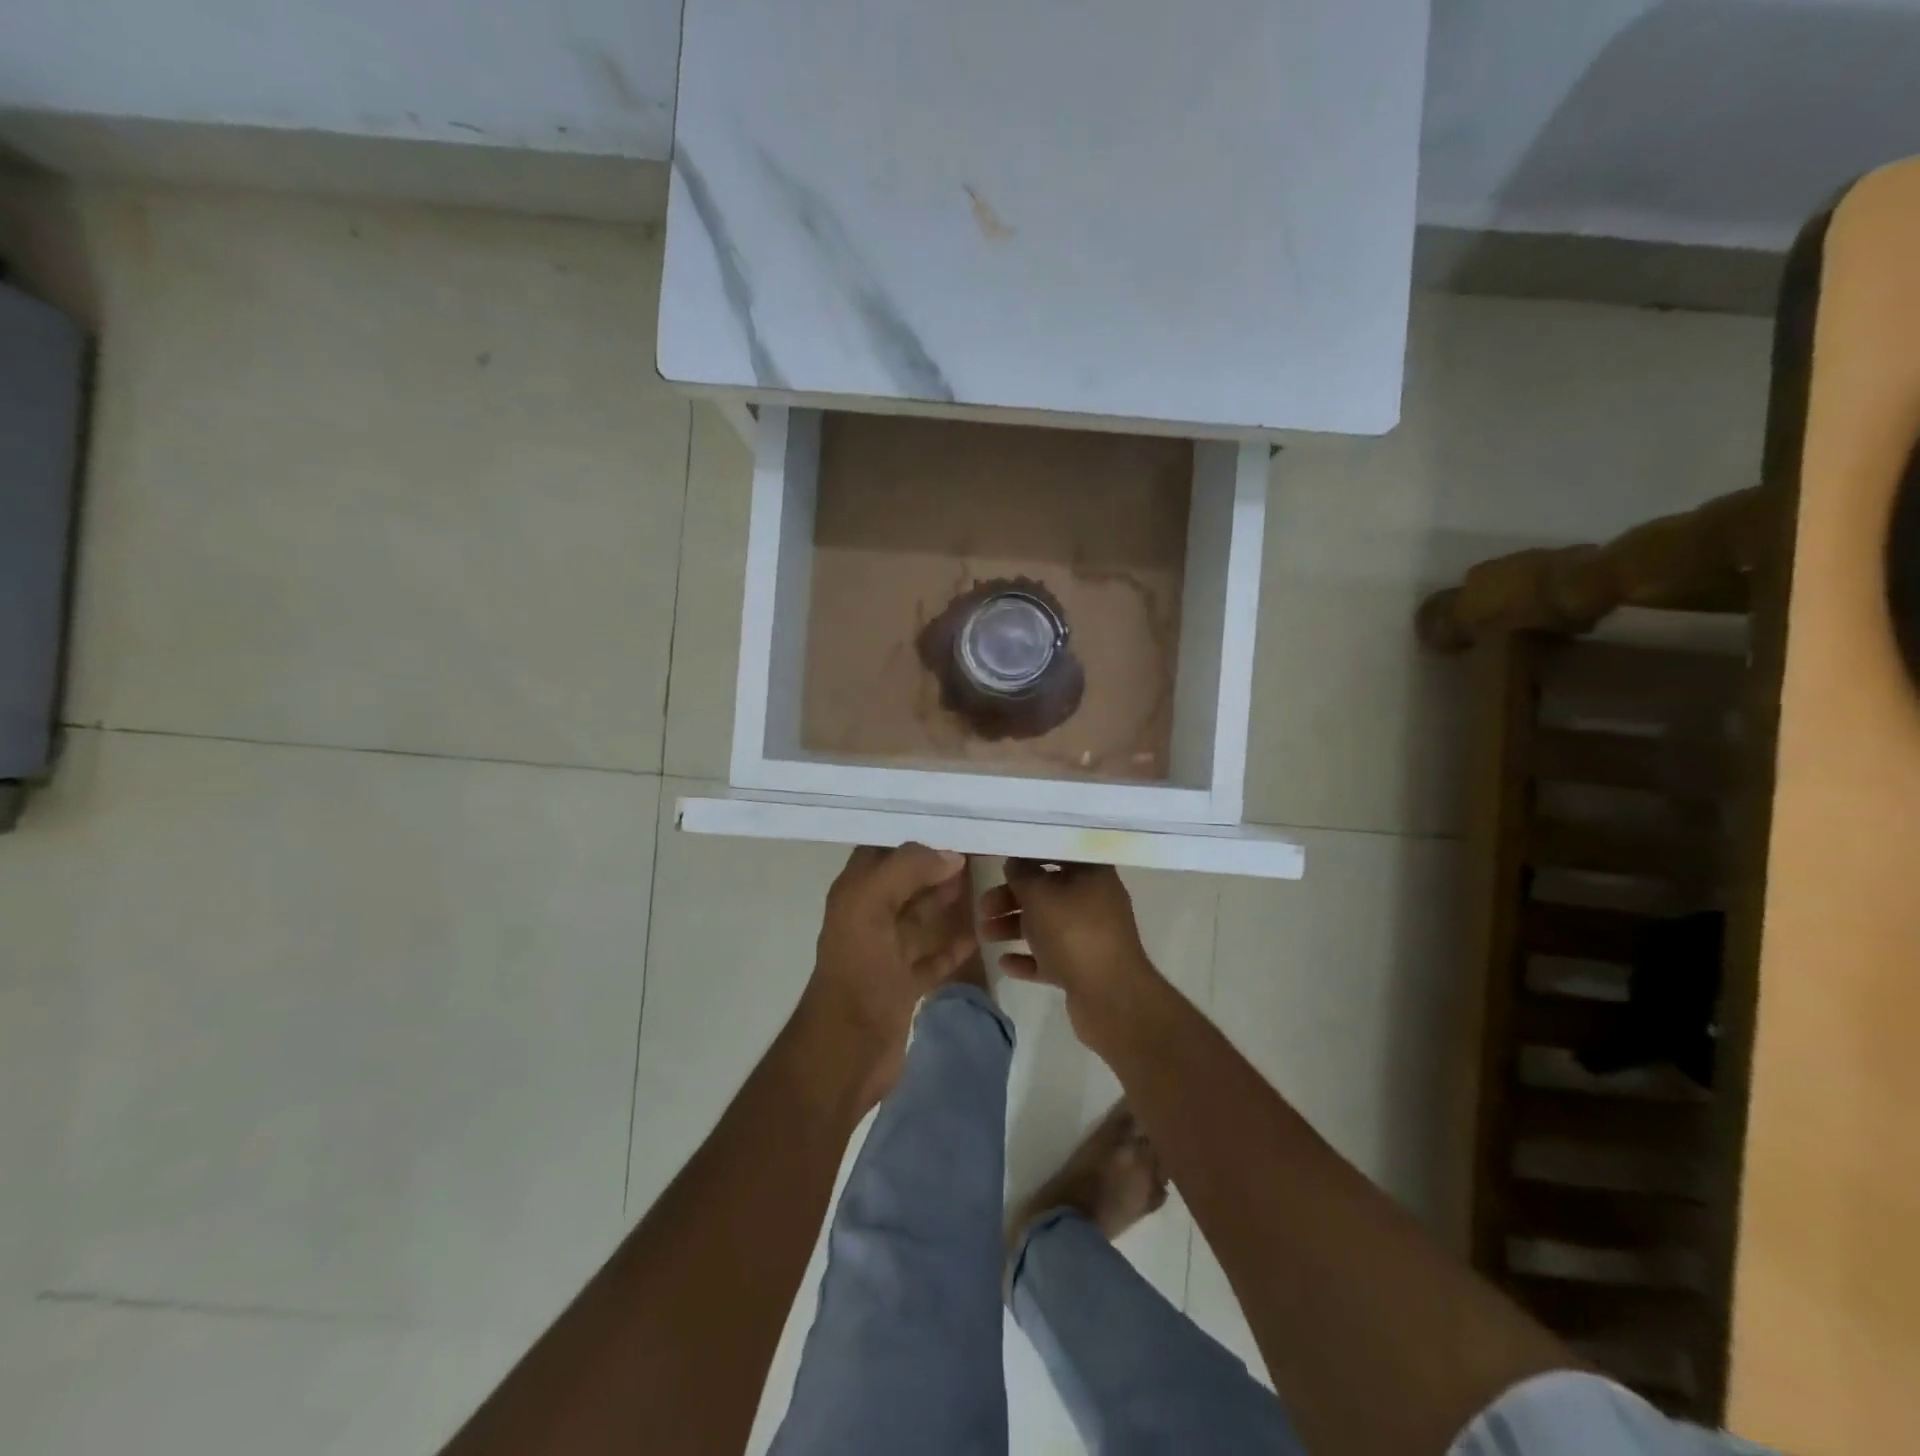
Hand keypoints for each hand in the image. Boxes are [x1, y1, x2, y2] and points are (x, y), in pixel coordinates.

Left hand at [804, 844, 978, 1102]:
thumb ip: (907, 870)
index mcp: (855, 894)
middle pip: (905, 881)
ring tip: (981, 884)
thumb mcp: (872, 905)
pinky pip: (932, 957)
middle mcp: (869, 917)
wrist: (847, 1050)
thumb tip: (951, 855)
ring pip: (920, 916)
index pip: (883, 850)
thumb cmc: (858, 970)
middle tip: (978, 850)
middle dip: (935, 865)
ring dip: (945, 901)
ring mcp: (886, 953)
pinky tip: (976, 936)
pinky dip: (952, 945)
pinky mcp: (903, 984)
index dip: (913, 836)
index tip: (953, 823)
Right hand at [978, 860, 1160, 1038]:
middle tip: (984, 906)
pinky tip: (1004, 963)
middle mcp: (1094, 901)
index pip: (1058, 853)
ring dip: (1014, 927)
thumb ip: (1022, 874)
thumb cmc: (1073, 932)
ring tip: (985, 935)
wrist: (1110, 997)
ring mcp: (1090, 936)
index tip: (1001, 861)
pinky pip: (1050, 957)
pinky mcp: (1083, 968)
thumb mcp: (1040, 894)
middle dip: (1012, 898)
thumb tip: (1015, 863)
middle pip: (1047, 892)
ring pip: (1045, 925)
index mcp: (1093, 874)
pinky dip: (1027, 957)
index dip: (1029, 855)